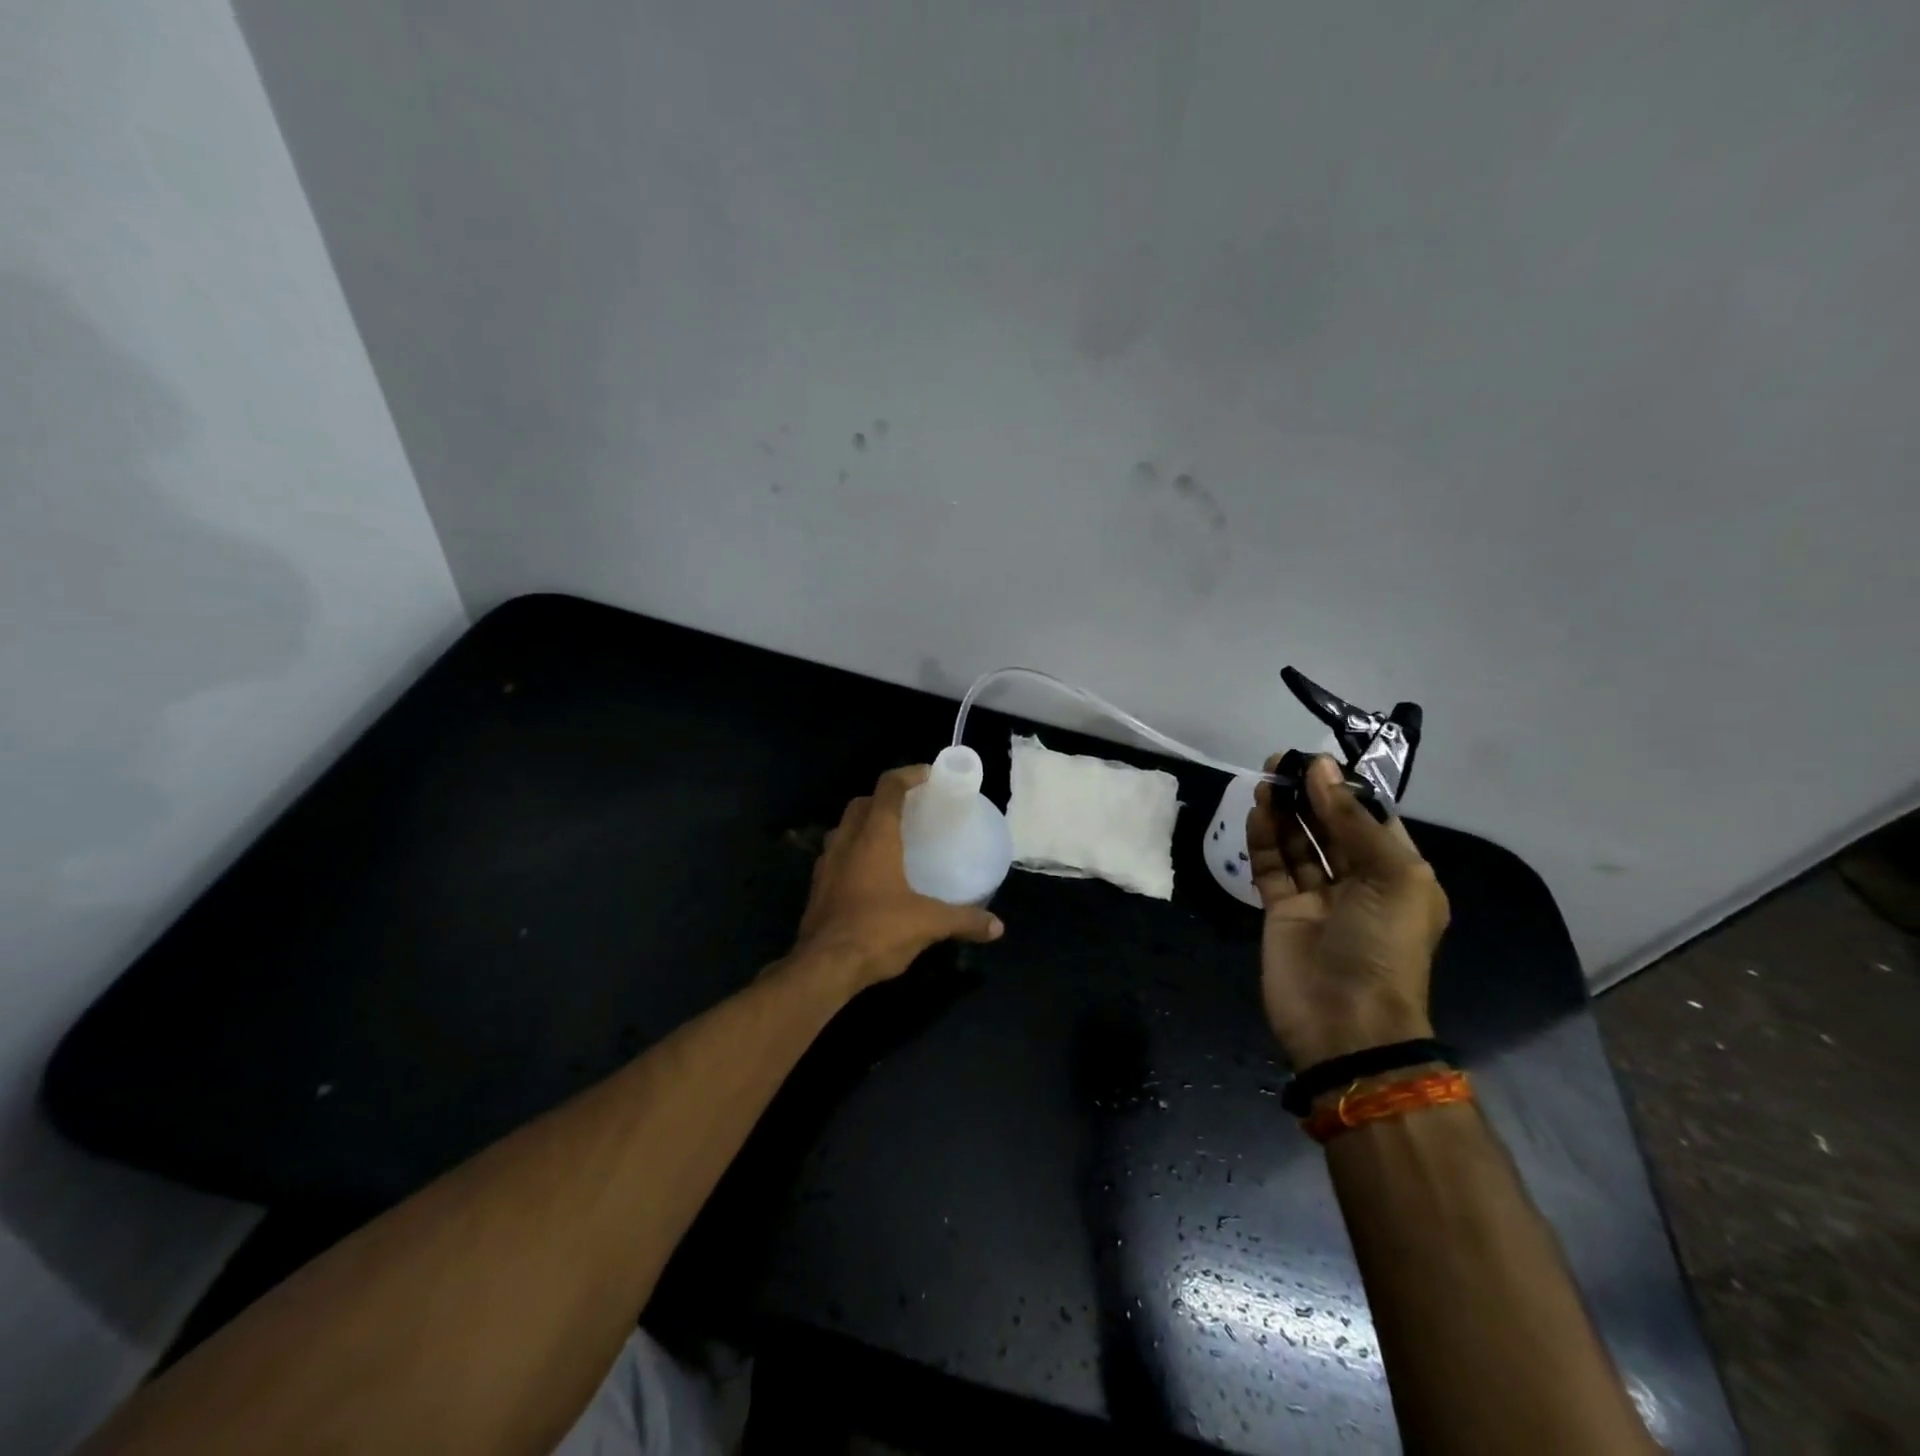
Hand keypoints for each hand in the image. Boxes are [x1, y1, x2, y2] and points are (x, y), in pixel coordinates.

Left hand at [793, 765, 1004, 990]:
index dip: (908, 775)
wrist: (823, 967)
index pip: (888, 788)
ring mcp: (827, 864)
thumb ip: (964, 919)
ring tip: (891, 839)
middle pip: (862, 803)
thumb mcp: (928, 923)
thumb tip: (997, 926)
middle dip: (885, 798)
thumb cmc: (877, 931)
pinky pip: (836, 856)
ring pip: (844, 829)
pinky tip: (871, 875)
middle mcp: (846, 842)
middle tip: (911, 809)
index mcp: (874, 837)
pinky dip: (853, 853)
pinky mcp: (817, 888)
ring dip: (864, 825)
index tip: (928, 776)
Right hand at [1248, 755, 1449, 1068]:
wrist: (1345, 1021)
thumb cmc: (1382, 945)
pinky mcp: (1282, 911)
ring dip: (1285, 812)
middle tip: (1281, 761)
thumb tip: (1321, 770)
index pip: (1371, 819)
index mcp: (1398, 875)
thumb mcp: (1391, 876)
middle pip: (1331, 827)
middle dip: (1310, 795)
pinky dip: (1265, 840)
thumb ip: (1352, 820)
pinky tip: (1257, 814)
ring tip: (1266, 780)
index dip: (1345, 789)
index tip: (1317, 761)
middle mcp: (1359, 882)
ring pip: (1300, 844)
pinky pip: (1273, 867)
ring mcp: (1318, 898)